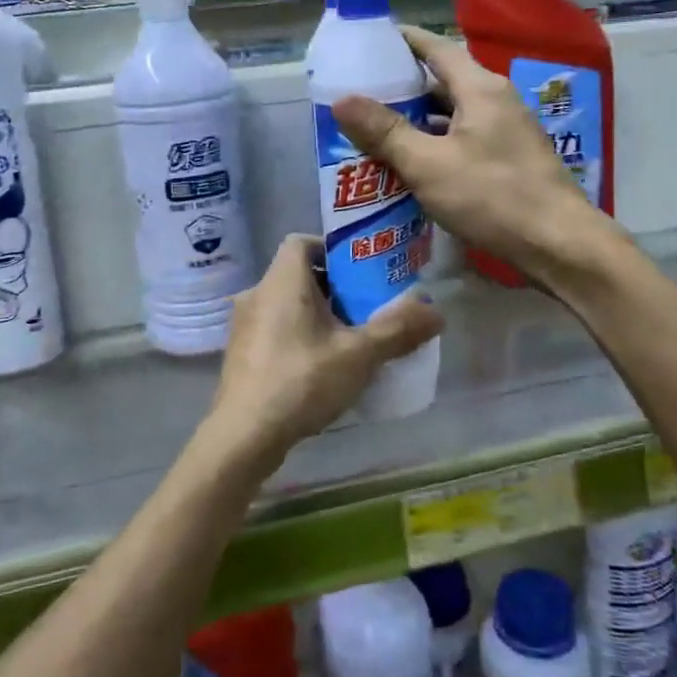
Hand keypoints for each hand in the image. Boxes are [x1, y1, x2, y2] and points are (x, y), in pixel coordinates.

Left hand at [203, 235, 443, 465]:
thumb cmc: (302, 380)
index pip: (302, 241)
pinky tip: (319, 368)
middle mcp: (257, 293)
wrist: (245, 435)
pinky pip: (274, 329)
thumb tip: (437, 312)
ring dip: (316, 315)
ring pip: (286, 304)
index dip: (332, 251)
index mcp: (282, 280)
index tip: (360, 275)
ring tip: (347, 341)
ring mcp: (243, 325)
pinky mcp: (240, 354)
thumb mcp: (359, 354)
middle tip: (364, 311)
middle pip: (298, 275)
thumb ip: (398, 330)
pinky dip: (297, 336)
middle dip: (333, 289)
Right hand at [332, 26, 614, 283]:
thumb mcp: (428, 164)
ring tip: (374, 129)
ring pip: (452, 114)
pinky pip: (463, 139)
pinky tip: (410, 163)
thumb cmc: (492, 196)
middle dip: (401, 87)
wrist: (558, 244)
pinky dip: (435, 144)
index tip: (368, 41)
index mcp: (480, 88)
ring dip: (417, 120)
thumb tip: (341, 99)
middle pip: (442, 81)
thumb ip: (385, 131)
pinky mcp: (509, 159)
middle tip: (359, 93)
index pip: (436, 48)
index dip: (402, 41)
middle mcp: (496, 100)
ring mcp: (506, 131)